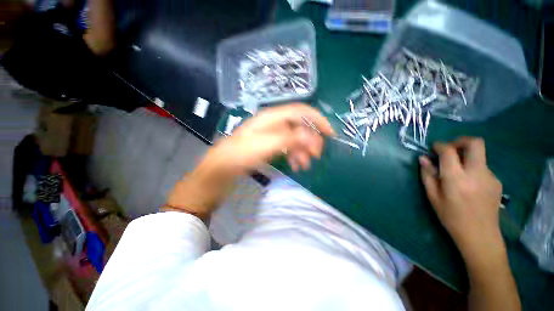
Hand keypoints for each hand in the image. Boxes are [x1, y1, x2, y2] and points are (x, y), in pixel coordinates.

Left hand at [209, 103, 333, 173]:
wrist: (224, 166)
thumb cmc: (243, 153)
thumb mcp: (267, 145)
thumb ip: (290, 139)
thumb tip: (311, 136)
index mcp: (273, 117)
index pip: (301, 111)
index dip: (318, 120)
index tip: (330, 134)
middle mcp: (275, 123)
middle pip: (300, 126)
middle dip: (311, 140)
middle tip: (316, 156)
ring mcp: (273, 134)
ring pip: (295, 139)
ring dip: (303, 151)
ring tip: (304, 165)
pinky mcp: (271, 144)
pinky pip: (288, 147)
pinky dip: (294, 155)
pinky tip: (296, 165)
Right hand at [419, 137, 503, 262]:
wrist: (480, 236)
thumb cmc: (451, 217)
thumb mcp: (433, 197)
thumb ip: (427, 175)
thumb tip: (423, 159)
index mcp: (457, 179)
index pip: (449, 151)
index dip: (440, 145)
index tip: (433, 148)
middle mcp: (477, 173)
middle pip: (475, 143)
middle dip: (460, 141)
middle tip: (449, 149)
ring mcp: (490, 176)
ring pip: (479, 155)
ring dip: (465, 157)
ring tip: (456, 172)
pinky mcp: (496, 181)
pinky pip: (482, 167)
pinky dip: (472, 168)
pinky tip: (467, 183)